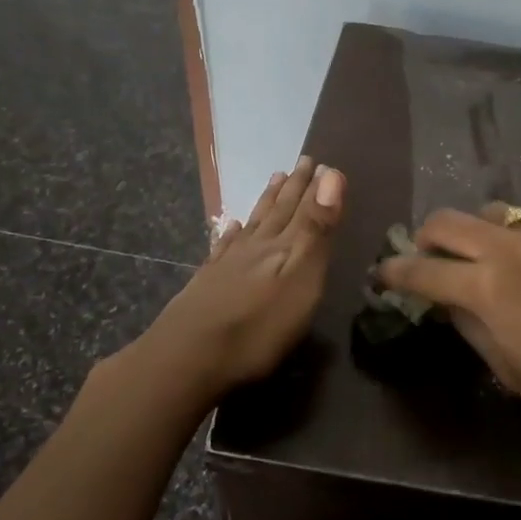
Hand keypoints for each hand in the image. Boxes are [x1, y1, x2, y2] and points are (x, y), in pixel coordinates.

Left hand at [139, 156, 345, 398]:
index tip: (320, 162)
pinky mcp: (208, 284)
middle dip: (292, 188)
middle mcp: (254, 247)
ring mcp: (227, 264)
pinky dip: (231, 233)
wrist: (188, 357)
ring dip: (266, 203)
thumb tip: (331, 174)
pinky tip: (231, 227)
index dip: (312, 187)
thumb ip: (316, 228)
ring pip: (252, 225)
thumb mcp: (301, 277)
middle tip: (301, 163)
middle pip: (276, 211)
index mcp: (281, 247)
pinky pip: (223, 247)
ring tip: (274, 180)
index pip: (301, 208)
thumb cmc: (258, 326)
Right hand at [376, 206, 520, 450]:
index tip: (383, 273)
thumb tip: (449, 300)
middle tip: (431, 258)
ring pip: (496, 213)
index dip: (394, 272)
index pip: (422, 271)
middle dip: (427, 238)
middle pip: (448, 221)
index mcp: (487, 287)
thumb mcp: (508, 368)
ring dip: (481, 234)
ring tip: (496, 260)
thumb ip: (470, 325)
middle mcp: (513, 246)